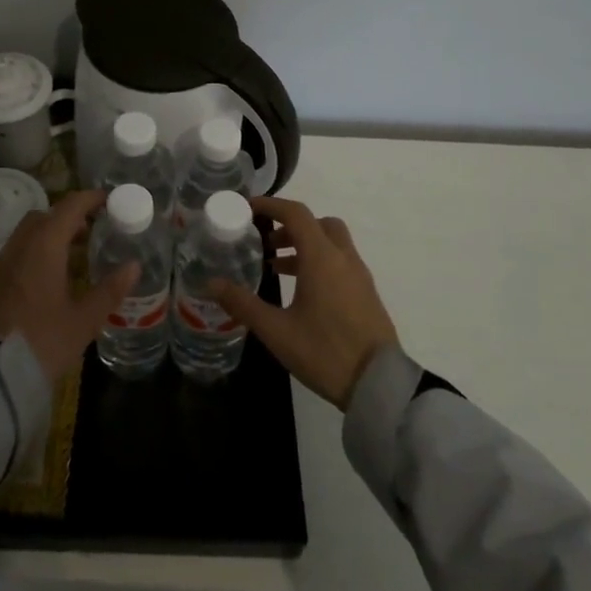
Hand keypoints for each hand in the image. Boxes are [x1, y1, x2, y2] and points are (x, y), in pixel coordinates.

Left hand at [0, 188, 138, 383]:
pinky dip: (36, 251)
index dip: (90, 199)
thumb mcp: (83, 320)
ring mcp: (2, 263)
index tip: (109, 200)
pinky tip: (50, 277)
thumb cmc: (42, 341)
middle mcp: (20, 246)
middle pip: (45, 215)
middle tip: (93, 229)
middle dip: (69, 216)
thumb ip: (109, 290)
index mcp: (45, 246)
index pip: (69, 207)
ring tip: (75, 254)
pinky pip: (18, 252)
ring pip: (28, 233)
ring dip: (51, 233)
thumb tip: (134, 266)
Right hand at [210, 196, 398, 409]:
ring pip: (332, 242)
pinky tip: (303, 292)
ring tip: (278, 268)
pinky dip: (320, 262)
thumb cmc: (325, 352)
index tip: (248, 208)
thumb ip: (243, 303)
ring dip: (305, 245)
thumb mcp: (276, 330)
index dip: (271, 205)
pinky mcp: (367, 294)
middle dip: (290, 225)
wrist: (380, 386)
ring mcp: (359, 276)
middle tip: (266, 243)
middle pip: (318, 223)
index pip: (296, 214)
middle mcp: (343, 258)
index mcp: (322, 258)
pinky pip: (341, 262)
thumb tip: (210, 284)